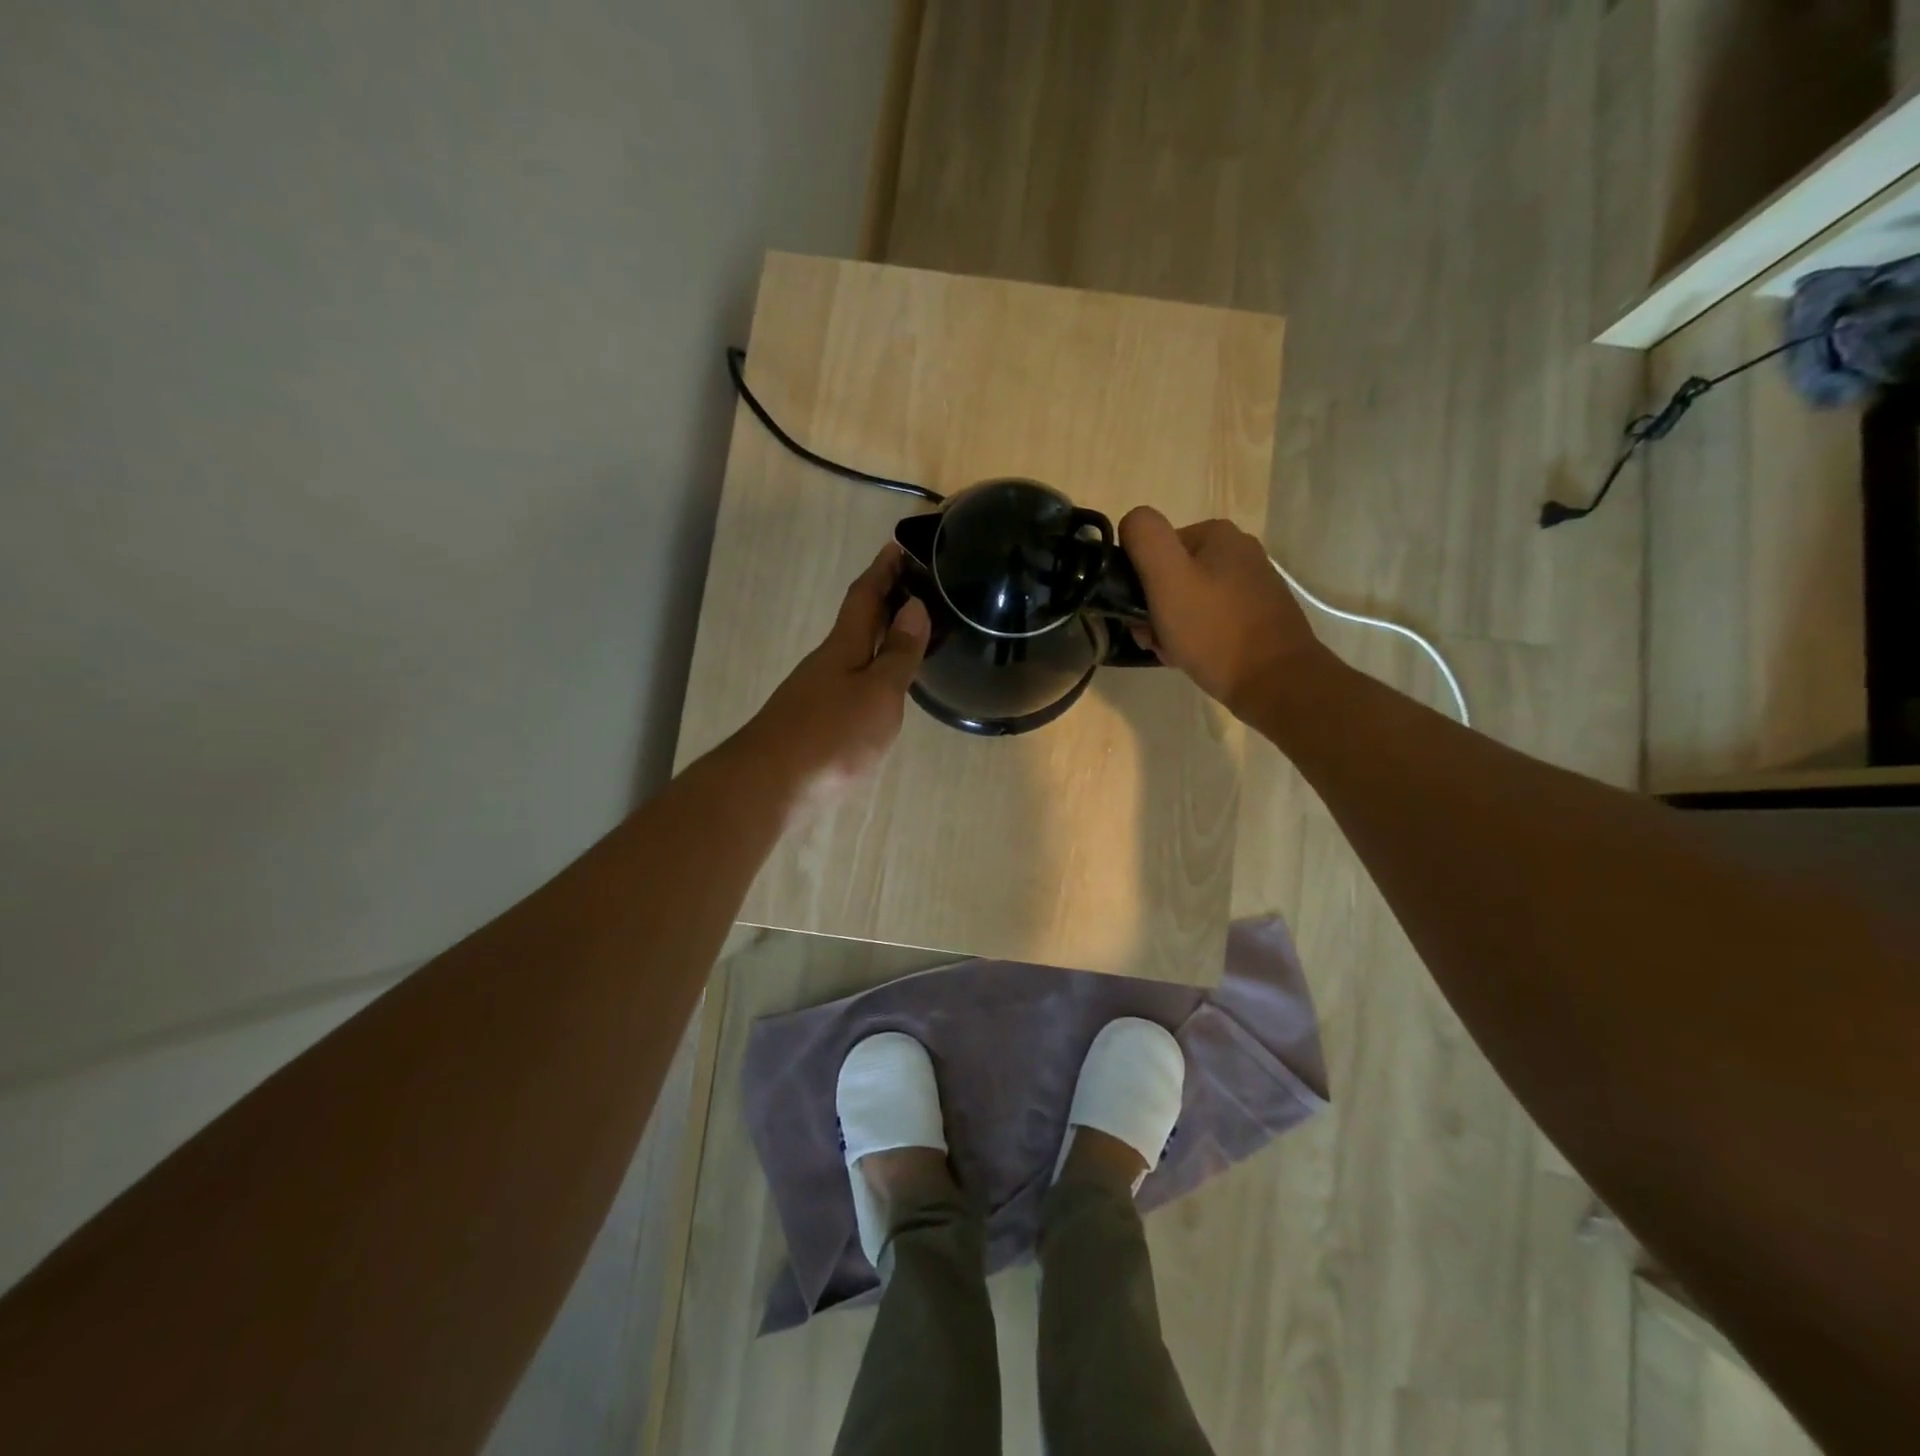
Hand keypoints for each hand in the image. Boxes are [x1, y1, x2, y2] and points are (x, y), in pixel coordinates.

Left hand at [738, 543, 929, 807]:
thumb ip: (898, 653)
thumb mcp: (878, 693)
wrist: (769, 787)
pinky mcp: (812, 725)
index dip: (883, 570)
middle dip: (884, 602)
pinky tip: (881, 692)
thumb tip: (915, 607)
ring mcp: (815, 695)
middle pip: (856, 623)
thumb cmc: (831, 736)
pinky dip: (869, 674)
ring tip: (908, 637)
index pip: (865, 596)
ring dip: (877, 639)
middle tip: (916, 589)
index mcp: (843, 647)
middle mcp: (826, 664)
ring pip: (852, 655)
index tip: (899, 545)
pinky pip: (849, 685)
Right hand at [1118, 506, 1325, 718]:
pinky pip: (1211, 620)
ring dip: (1171, 627)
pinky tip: (1194, 658)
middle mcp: (1239, 552)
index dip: (1139, 584)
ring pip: (1188, 601)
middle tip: (1154, 639)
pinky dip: (1196, 638)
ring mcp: (1252, 585)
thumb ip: (1145, 538)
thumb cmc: (1215, 630)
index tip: (1141, 616)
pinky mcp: (1258, 616)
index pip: (1154, 550)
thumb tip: (1131, 521)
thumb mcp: (1168, 578)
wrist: (1274, 681)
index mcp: (1217, 534)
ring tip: (1174, 653)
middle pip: (1171, 576)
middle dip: (1154, 610)